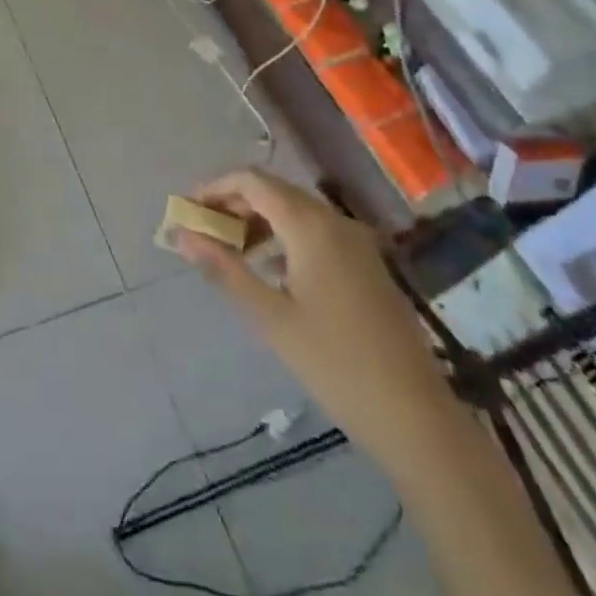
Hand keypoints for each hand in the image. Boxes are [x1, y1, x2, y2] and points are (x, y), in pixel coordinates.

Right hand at [176, 169, 455, 467]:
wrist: (414, 415)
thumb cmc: (333, 362)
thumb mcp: (269, 316)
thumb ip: (223, 268)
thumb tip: (181, 235)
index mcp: (310, 225)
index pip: (252, 181)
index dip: (215, 187)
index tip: (187, 209)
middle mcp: (334, 220)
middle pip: (274, 191)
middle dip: (233, 203)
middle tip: (201, 230)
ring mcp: (355, 241)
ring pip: (295, 211)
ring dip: (258, 220)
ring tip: (228, 250)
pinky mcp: (366, 263)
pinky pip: (315, 231)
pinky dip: (284, 236)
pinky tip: (269, 269)